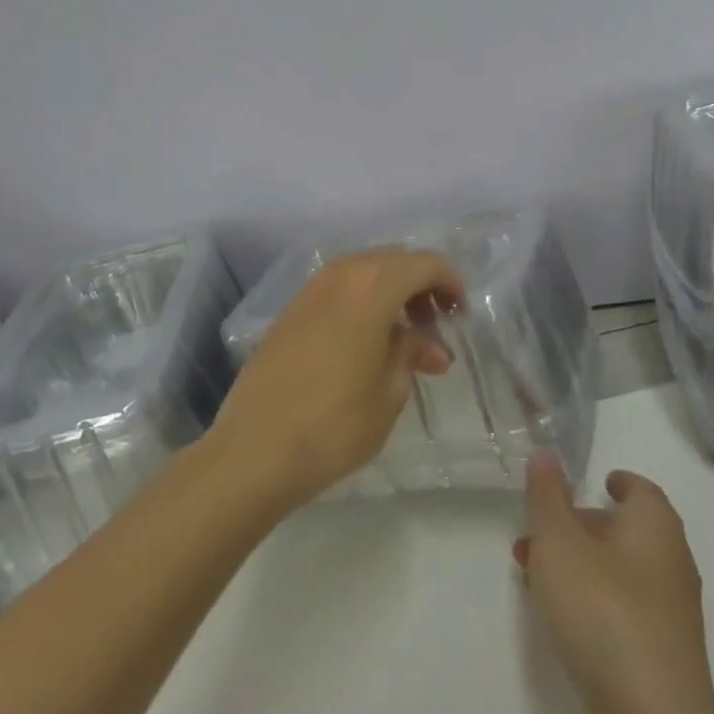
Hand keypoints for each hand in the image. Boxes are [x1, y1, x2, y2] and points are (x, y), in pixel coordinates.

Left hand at [208, 250, 462, 512]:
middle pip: (393, 261)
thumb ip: (410, 353)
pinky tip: (365, 342)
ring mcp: (310, 291)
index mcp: (373, 287)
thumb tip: (426, 344)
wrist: (254, 451)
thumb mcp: (389, 392)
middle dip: (420, 286)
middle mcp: (341, 275)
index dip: (449, 282)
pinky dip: (361, 303)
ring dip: (390, 293)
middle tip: (434, 325)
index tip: (460, 312)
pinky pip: (337, 290)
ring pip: (363, 273)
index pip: (424, 264)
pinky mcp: (289, 312)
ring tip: (402, 336)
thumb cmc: (335, 423)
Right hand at [515, 456, 713, 713]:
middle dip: (580, 527)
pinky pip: (624, 609)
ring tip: (533, 577)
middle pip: (625, 529)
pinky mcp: (664, 654)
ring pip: (620, 571)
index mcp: (655, 523)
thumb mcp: (559, 542)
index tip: (593, 482)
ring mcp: (671, 611)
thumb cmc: (603, 610)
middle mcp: (672, 559)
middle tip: (537, 535)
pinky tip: (562, 619)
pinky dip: (594, 601)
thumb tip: (546, 452)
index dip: (615, 483)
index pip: (639, 489)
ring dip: (580, 566)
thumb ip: (547, 495)